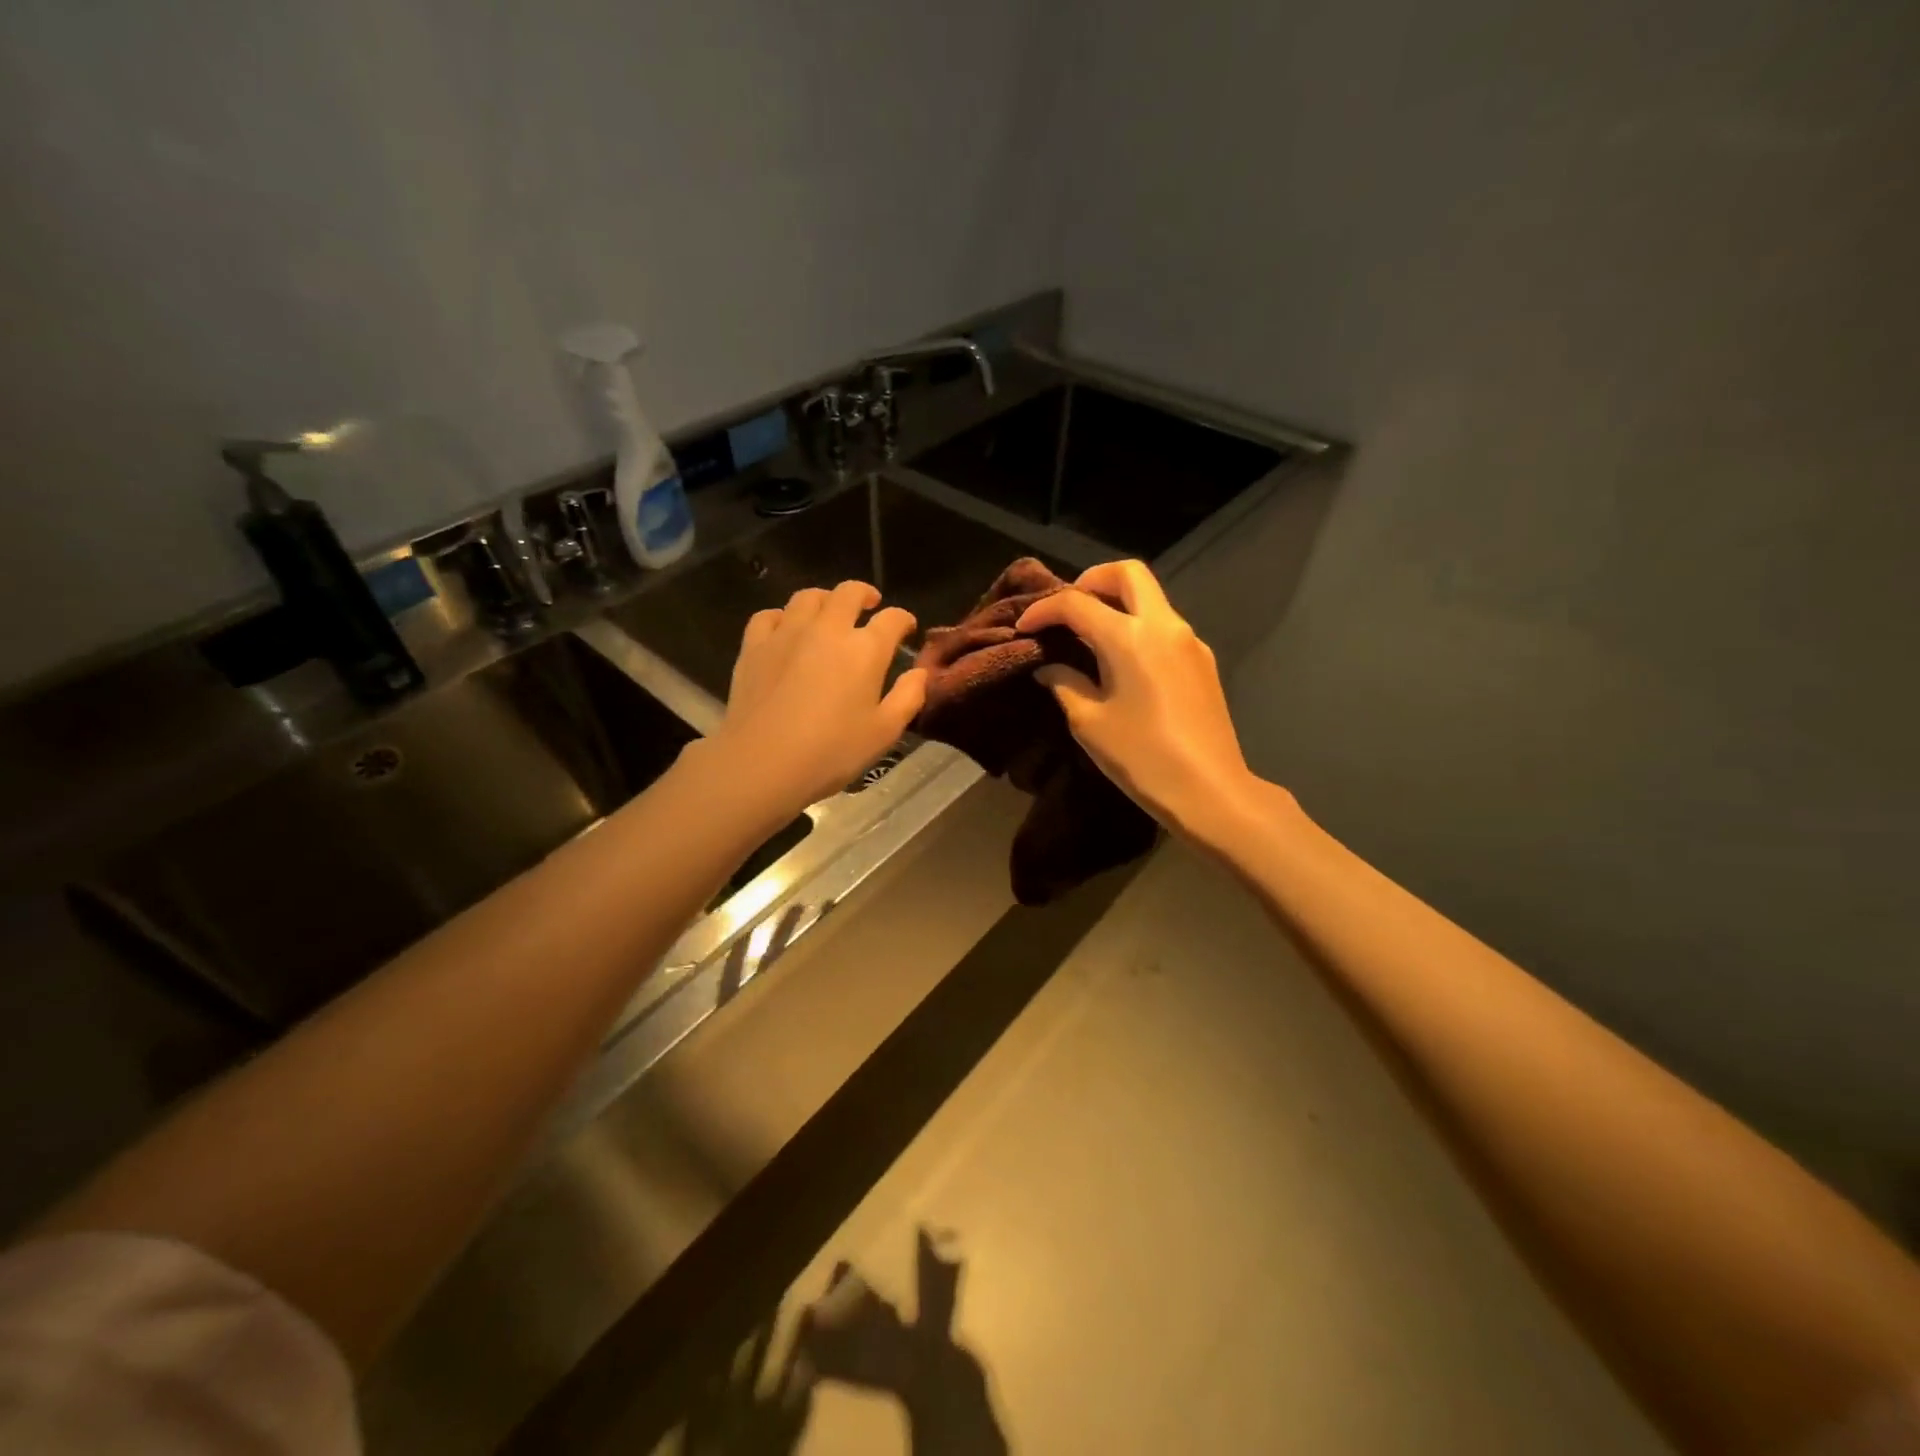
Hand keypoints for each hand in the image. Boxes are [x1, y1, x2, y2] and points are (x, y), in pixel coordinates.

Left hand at [705, 580, 926, 815]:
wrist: (762, 763)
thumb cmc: (831, 752)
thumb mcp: (884, 733)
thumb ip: (908, 697)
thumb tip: (919, 673)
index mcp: (865, 650)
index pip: (892, 619)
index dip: (903, 620)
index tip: (906, 628)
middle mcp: (827, 629)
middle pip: (848, 593)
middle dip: (865, 594)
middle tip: (870, 606)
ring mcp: (787, 633)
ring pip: (808, 597)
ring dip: (825, 600)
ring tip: (829, 613)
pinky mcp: (754, 646)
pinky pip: (769, 615)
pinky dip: (783, 617)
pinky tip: (786, 631)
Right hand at [1016, 560, 1257, 840]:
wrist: (1210, 790)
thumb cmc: (1142, 757)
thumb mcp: (1089, 723)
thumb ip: (1065, 684)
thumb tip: (1049, 667)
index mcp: (1130, 637)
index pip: (1077, 603)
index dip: (1044, 610)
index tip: (1023, 627)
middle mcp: (1163, 625)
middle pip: (1128, 573)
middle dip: (1092, 580)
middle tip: (1067, 609)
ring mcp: (1189, 641)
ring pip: (1150, 597)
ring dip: (1117, 603)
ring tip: (1088, 636)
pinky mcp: (1202, 661)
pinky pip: (1163, 626)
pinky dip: (1137, 626)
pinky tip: (1121, 660)